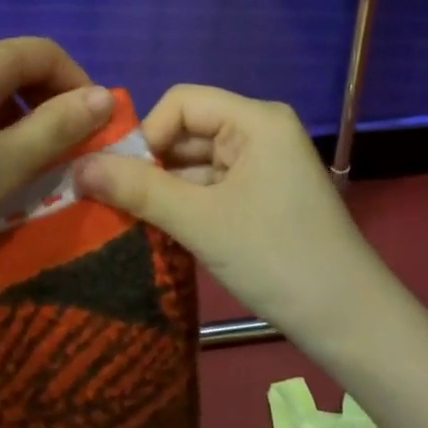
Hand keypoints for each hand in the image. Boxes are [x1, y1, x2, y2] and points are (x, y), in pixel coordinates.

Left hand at [0, 38, 114, 294]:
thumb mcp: (4, 165)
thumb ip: (58, 126)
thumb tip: (104, 95)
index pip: (49, 53)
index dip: (81, 85)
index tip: (97, 132)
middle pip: (19, 68)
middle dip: (51, 106)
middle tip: (66, 157)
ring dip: (20, 123)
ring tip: (26, 172)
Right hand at [72, 86, 382, 345]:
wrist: (351, 324)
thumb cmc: (276, 258)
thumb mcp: (201, 221)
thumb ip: (138, 189)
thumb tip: (76, 167)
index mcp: (256, 119)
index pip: (182, 102)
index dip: (147, 133)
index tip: (119, 176)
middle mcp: (261, 131)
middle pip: (189, 130)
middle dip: (152, 163)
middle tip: (113, 200)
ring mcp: (265, 164)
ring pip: (198, 161)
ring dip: (166, 187)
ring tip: (130, 217)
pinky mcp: (265, 194)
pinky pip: (214, 185)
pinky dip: (187, 203)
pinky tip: (162, 229)